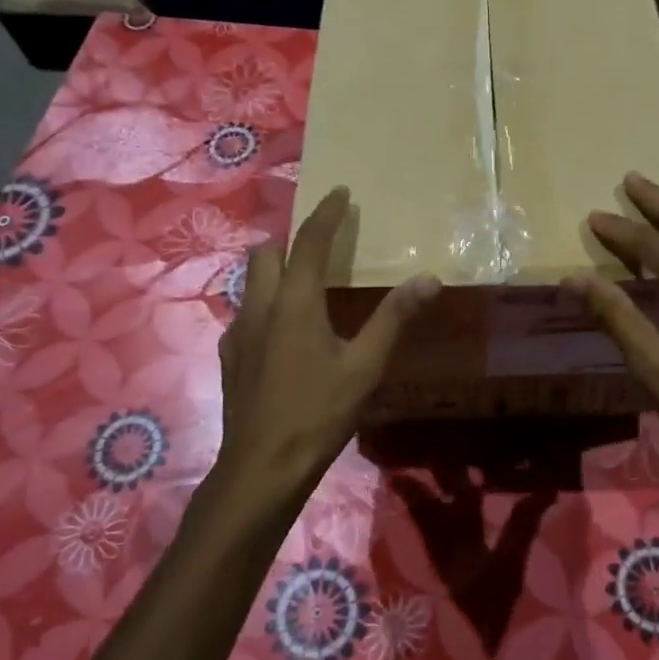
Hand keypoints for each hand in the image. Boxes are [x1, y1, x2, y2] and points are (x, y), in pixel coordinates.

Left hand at [205, 186, 439, 528]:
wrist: (262, 467)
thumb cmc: (318, 413)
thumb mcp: (365, 366)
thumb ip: (394, 318)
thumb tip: (428, 278)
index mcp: (295, 302)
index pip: (311, 242)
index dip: (327, 213)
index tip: (340, 192)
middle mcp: (260, 306)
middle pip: (266, 252)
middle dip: (291, 241)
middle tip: (321, 249)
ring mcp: (238, 332)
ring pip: (251, 283)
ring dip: (275, 273)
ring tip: (305, 290)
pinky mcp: (229, 357)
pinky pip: (246, 314)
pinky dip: (265, 307)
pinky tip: (284, 336)